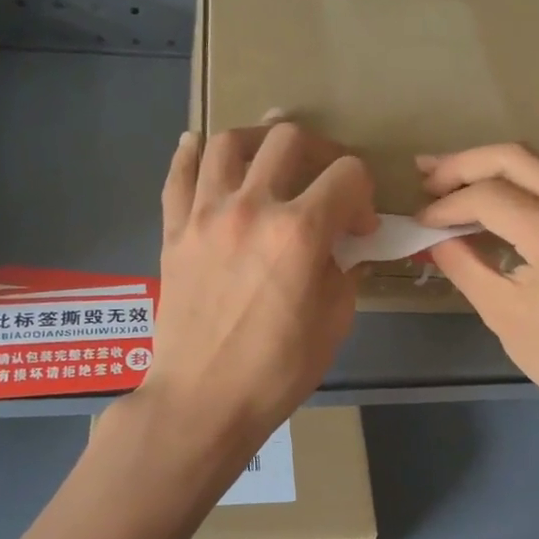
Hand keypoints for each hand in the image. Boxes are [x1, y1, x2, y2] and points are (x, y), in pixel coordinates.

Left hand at [145, 117, 376, 465]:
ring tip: (268, 155)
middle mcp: (252, 207)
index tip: (360, 227)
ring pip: (228, 142)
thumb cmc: (277, 370)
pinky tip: (200, 146)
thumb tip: (344, 246)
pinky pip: (178, 175)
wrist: (203, 400)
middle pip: (289, 139)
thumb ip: (344, 269)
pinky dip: (191, 153)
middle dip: (321, 152)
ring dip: (257, 139)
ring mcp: (205, 215)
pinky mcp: (174, 230)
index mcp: (300, 232)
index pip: (348, 175)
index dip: (364, 195)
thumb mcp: (334, 321)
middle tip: (324, 180)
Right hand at [418, 144, 538, 433]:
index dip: (448, 204)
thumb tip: (430, 235)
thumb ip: (462, 264)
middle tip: (425, 179)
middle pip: (516, 159)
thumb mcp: (501, 314)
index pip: (492, 197)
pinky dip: (513, 183)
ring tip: (444, 180)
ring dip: (487, 168)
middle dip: (463, 165)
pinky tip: (484, 196)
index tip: (420, 222)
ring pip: (535, 164)